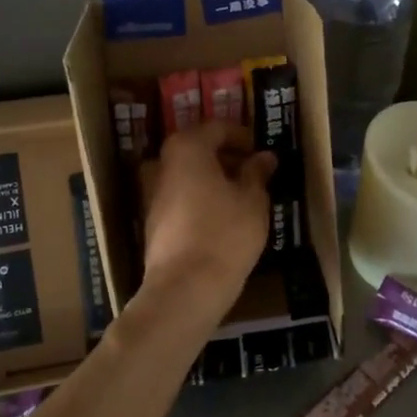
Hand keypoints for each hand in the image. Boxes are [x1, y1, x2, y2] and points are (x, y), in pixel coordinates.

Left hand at [141, 121, 275, 315]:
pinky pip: (181, 198)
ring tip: (242, 196)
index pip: (217, 128)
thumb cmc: (225, 234)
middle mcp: (163, 164)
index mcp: (187, 148)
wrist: (184, 288)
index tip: (261, 152)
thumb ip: (257, 173)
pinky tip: (222, 218)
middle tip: (255, 172)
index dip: (242, 136)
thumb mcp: (253, 201)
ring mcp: (152, 194)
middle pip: (198, 149)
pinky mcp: (152, 222)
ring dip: (213, 179)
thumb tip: (264, 157)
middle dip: (226, 157)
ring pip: (188, 175)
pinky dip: (201, 199)